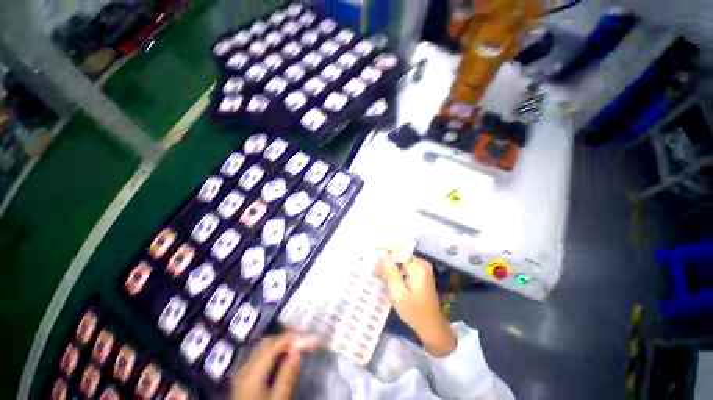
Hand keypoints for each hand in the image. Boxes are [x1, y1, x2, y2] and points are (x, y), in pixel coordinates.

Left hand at [232, 334, 317, 399]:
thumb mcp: (279, 399)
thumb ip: (288, 375)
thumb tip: (298, 351)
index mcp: (253, 371)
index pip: (274, 345)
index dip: (291, 338)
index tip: (306, 338)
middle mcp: (245, 367)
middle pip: (266, 343)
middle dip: (284, 340)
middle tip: (300, 344)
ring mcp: (241, 373)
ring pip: (261, 349)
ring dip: (277, 346)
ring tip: (292, 351)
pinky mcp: (242, 379)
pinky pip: (257, 358)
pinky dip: (270, 355)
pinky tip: (279, 362)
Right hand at [377, 250, 456, 356]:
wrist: (432, 327)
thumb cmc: (415, 312)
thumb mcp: (399, 293)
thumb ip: (390, 272)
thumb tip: (381, 253)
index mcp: (418, 266)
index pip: (398, 251)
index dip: (384, 250)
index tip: (371, 253)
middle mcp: (421, 263)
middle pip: (400, 255)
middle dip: (386, 259)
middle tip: (372, 267)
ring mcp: (422, 269)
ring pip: (401, 261)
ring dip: (389, 265)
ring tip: (377, 272)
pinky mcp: (420, 274)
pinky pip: (405, 267)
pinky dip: (395, 270)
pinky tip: (387, 277)